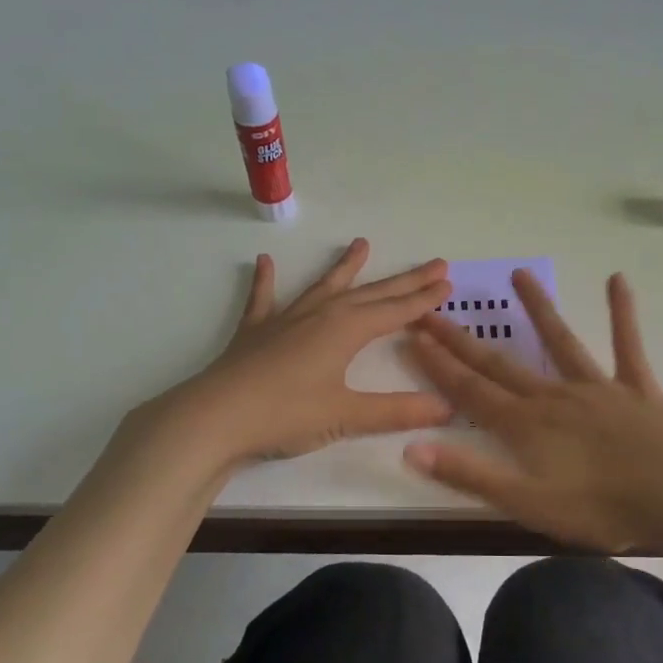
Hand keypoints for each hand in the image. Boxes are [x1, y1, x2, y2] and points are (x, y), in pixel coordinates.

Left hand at [143, 238, 454, 467]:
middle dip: (404, 281)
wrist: (215, 418)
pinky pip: (263, 300)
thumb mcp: (347, 416)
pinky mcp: (255, 332)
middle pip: (371, 293)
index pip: (395, 310)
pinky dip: (265, 281)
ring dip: (345, 267)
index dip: (423, 299)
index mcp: (346, 330)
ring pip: (324, 287)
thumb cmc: (286, 414)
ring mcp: (285, 320)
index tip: (447, 283)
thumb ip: (397, 411)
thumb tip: (448, 408)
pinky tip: (264, 262)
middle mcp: (320, 315)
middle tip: (433, 263)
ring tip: (361, 244)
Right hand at [401, 271, 662, 551]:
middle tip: (434, 309)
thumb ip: (470, 475)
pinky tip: (618, 280)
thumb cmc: (603, 509)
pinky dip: (622, 313)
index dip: (438, 365)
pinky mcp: (636, 389)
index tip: (413, 336)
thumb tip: (411, 447)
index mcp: (526, 426)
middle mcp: (554, 396)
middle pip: (501, 363)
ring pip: (560, 342)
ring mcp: (598, 388)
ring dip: (538, 309)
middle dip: (463, 339)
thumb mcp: (528, 504)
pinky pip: (627, 345)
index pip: (470, 391)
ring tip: (519, 273)